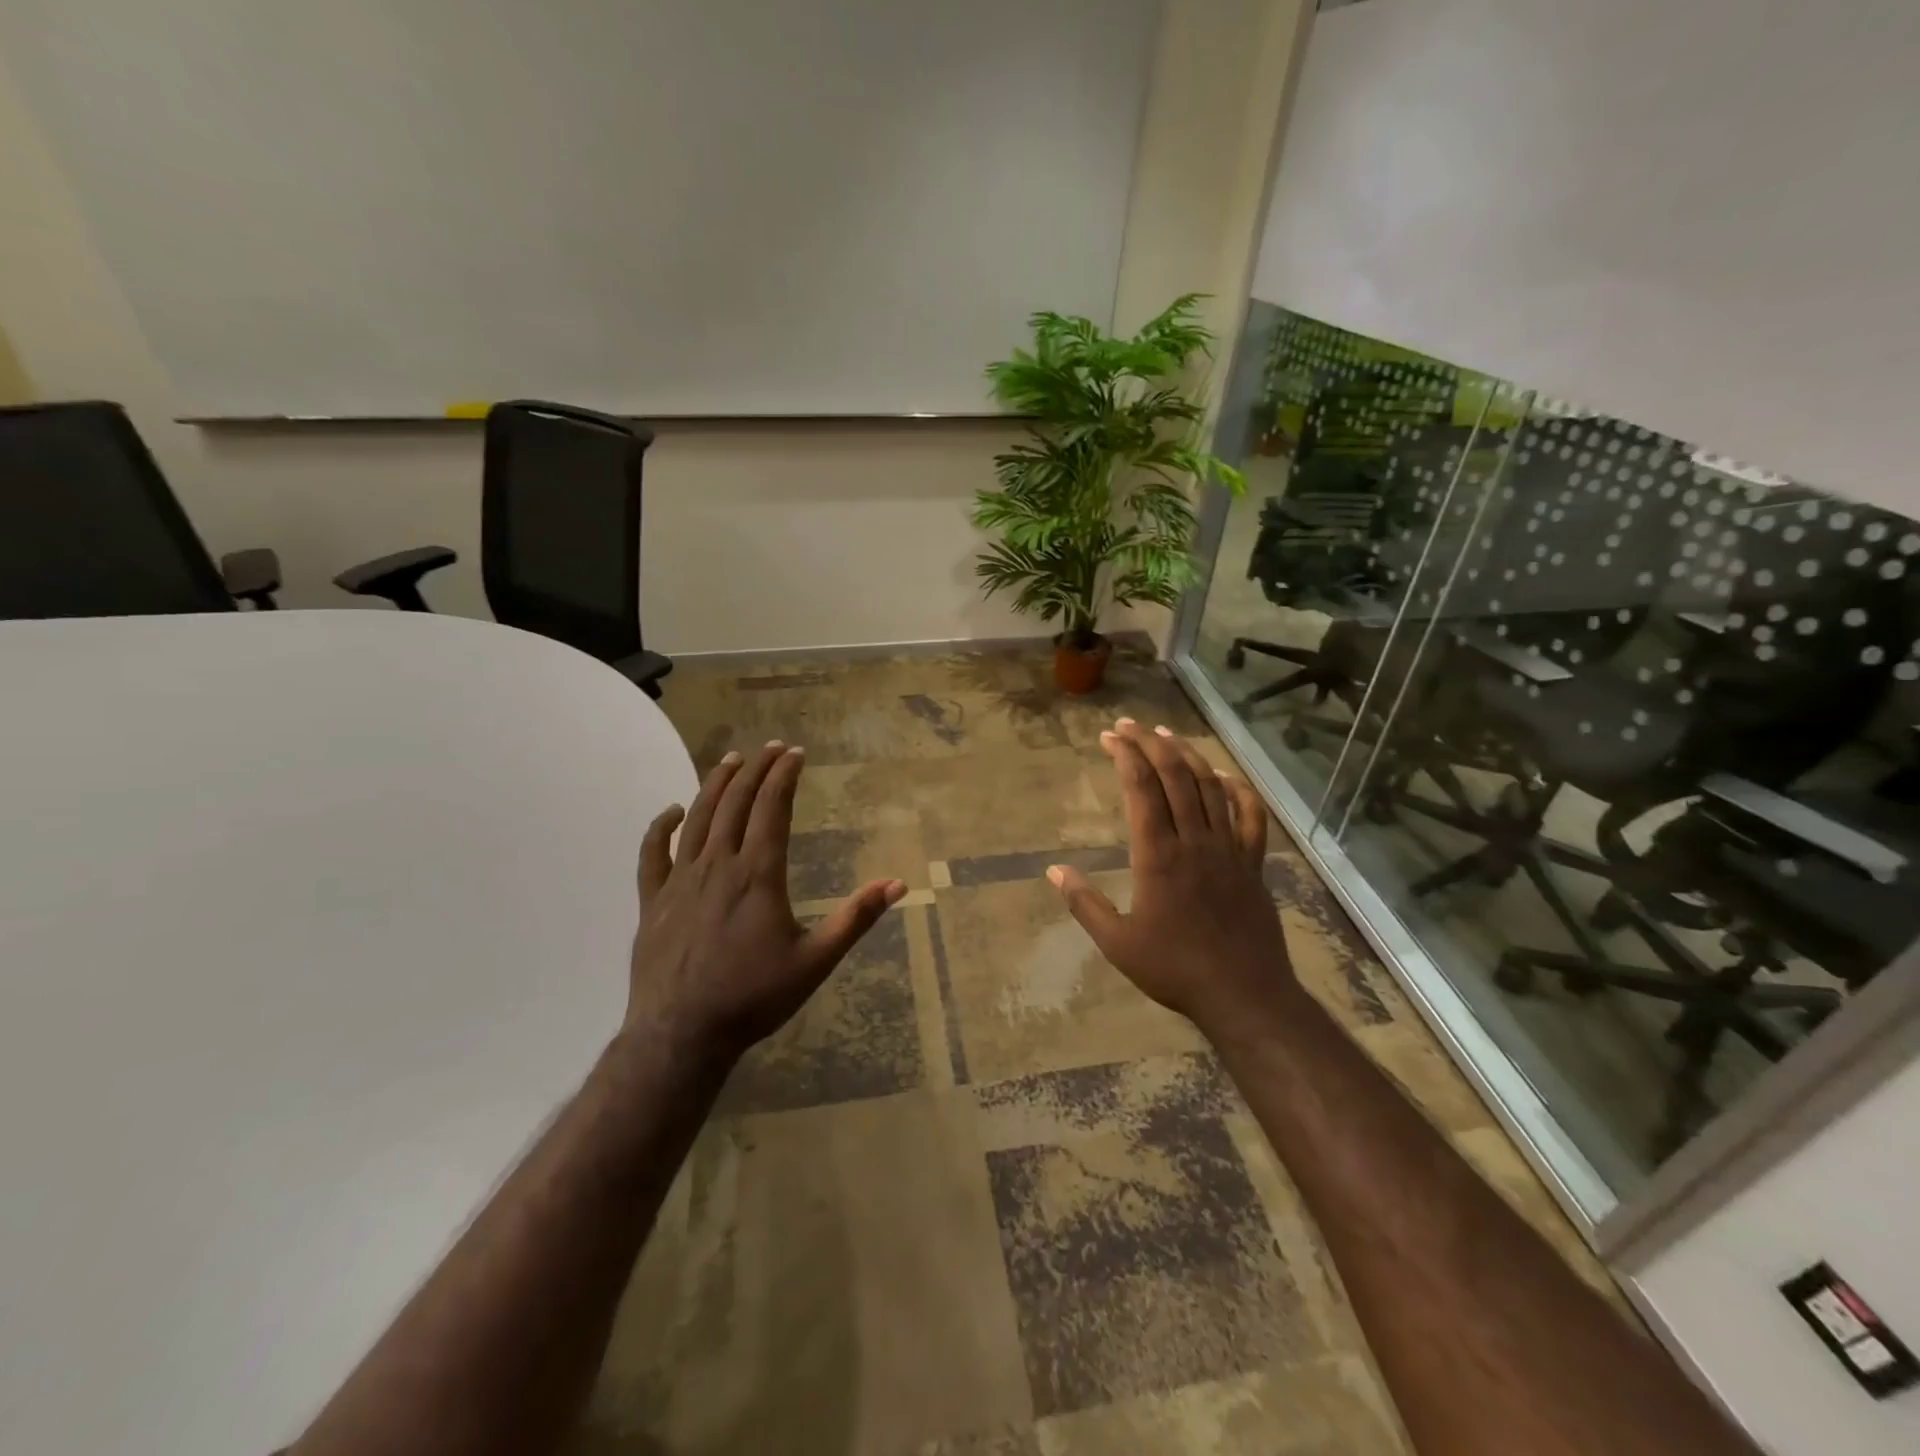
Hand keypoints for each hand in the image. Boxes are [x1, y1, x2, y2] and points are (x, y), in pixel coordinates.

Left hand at [627, 740, 906, 1063]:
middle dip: (756, 770)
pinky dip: (661, 826)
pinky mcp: (652, 901)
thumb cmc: (753, 997)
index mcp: (758, 874)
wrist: (681, 1034)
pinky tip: (672, 810)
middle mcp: (718, 865)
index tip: (795, 753)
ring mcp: (680, 881)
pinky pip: (652, 853)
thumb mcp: (815, 961)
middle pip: (736, 803)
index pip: (772, 808)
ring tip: (731, 761)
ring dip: (715, 785)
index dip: (784, 776)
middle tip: (771, 748)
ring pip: (697, 818)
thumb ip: (855, 919)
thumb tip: (897, 884)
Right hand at [1049, 719, 1298, 1034]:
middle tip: (1130, 725)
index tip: (1109, 737)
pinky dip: (1238, 790)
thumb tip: (1053, 872)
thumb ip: (1084, 904)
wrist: (1243, 994)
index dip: (1125, 755)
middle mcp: (1194, 840)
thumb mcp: (1117, 942)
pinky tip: (1224, 776)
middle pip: (1175, 776)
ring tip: (1167, 734)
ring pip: (1210, 787)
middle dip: (1151, 743)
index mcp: (1158, 855)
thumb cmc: (1174, 969)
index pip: (1141, 789)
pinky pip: (1251, 816)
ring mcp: (1229, 849)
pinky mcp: (1253, 864)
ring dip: (1188, 755)